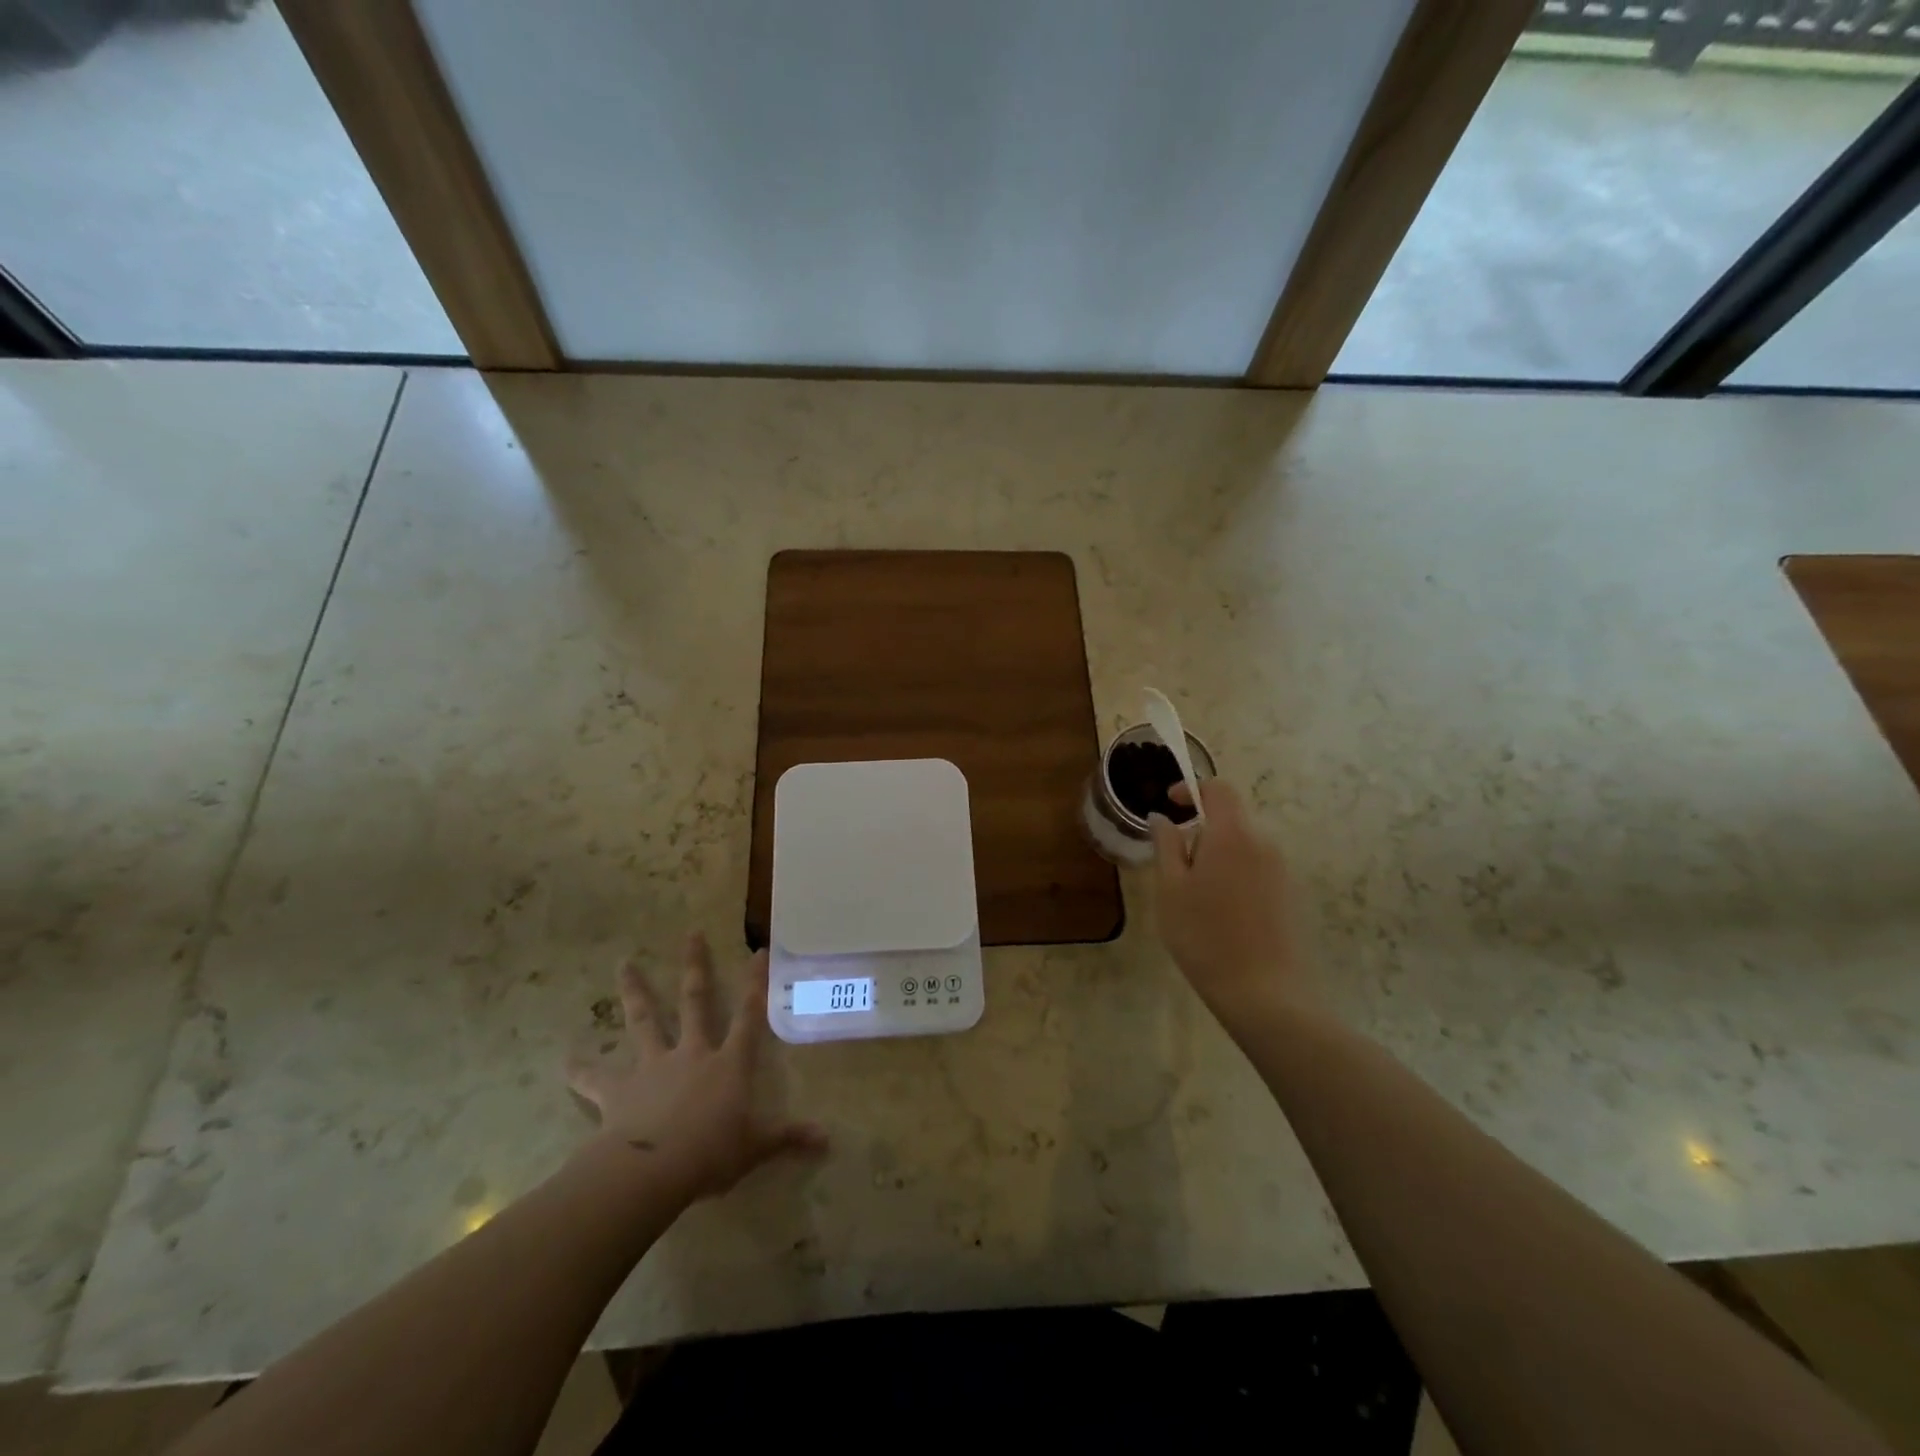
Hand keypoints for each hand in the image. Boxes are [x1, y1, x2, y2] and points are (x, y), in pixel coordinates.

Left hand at [566, 933, 826, 1203]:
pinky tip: (565, 1060)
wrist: (653, 1170)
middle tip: (691, 933)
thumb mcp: (755, 1148)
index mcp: (727, 1064)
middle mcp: (691, 1053)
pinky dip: (580, 1069)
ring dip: (634, 992)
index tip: (759, 951)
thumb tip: (827, 1141)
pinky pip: (595, 1077)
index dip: (756, 983)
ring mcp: (652, 1067)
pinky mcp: (618, 1090)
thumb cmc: (711, 1154)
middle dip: (694, 966)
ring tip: (624, 964)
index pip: (749, 1016)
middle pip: (694, 1001)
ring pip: (643, 1021)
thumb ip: (788, 1139)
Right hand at [1149, 779, 1312, 1030]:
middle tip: (1175, 867)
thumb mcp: (1170, 889)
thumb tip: (1162, 818)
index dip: (1192, 790)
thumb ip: (1166, 845)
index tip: (1170, 806)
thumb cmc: (1204, 936)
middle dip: (1201, 831)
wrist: (1263, 992)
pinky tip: (1222, 913)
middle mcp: (1263, 843)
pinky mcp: (1290, 894)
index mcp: (1232, 834)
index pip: (1218, 789)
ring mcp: (1282, 869)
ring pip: (1243, 845)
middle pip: (1231, 818)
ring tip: (1196, 895)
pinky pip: (1257, 868)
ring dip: (1217, 855)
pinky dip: (1235, 874)